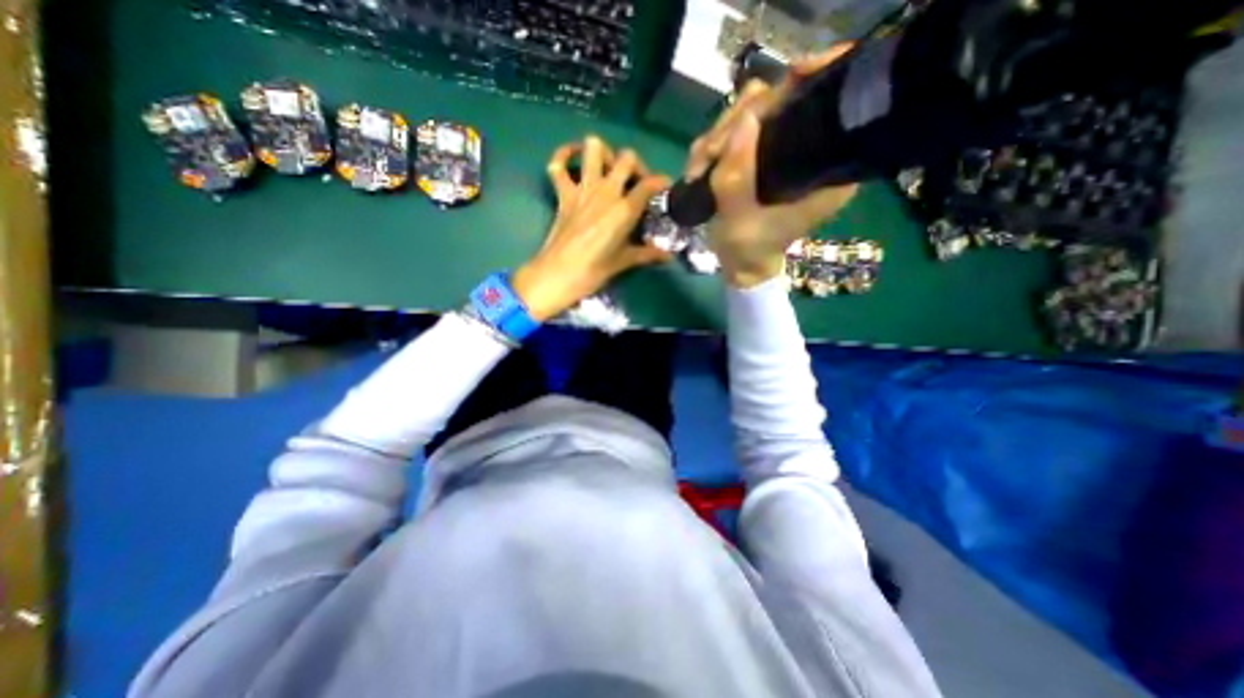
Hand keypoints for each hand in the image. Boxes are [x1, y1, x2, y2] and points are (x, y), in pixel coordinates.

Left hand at [514, 136, 676, 320]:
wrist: (558, 274)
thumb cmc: (594, 270)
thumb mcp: (624, 262)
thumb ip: (647, 254)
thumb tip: (668, 257)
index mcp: (624, 209)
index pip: (649, 185)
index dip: (660, 182)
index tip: (664, 187)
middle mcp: (606, 191)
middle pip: (626, 158)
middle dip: (635, 165)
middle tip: (635, 182)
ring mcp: (583, 189)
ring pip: (594, 148)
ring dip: (603, 153)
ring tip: (608, 169)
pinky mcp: (563, 193)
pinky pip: (557, 165)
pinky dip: (563, 156)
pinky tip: (571, 157)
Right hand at [686, 46, 860, 284]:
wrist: (740, 264)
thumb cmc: (747, 249)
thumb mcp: (739, 218)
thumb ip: (738, 174)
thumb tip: (745, 119)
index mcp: (826, 169)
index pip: (830, 106)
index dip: (809, 84)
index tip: (784, 83)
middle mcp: (810, 150)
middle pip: (781, 102)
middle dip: (737, 123)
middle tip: (710, 155)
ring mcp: (781, 150)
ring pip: (752, 114)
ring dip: (718, 138)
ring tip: (698, 170)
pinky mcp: (760, 154)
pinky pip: (735, 132)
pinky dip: (713, 147)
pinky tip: (700, 170)